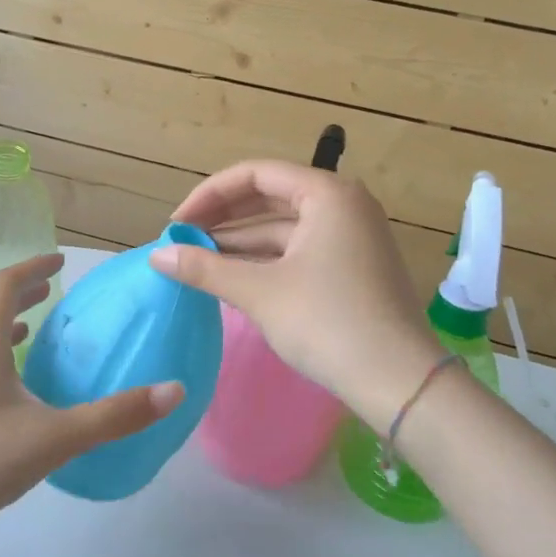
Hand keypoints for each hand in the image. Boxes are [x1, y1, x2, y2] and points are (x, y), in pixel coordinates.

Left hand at [0, 253, 183, 527]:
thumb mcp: (53, 438)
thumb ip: (113, 416)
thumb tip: (173, 390)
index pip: (4, 287)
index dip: (32, 269)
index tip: (59, 261)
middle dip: (22, 293)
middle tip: (53, 290)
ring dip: (9, 325)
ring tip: (35, 328)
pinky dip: (0, 359)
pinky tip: (16, 390)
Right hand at [150, 161, 439, 428]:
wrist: (399, 382)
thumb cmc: (328, 322)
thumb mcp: (259, 292)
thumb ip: (204, 268)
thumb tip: (156, 256)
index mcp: (327, 193)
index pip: (255, 174)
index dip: (210, 195)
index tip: (178, 224)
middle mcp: (344, 204)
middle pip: (271, 195)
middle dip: (224, 217)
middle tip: (184, 240)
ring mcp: (352, 235)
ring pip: (284, 226)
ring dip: (241, 241)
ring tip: (199, 260)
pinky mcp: (353, 265)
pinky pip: (299, 249)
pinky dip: (266, 259)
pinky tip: (233, 276)